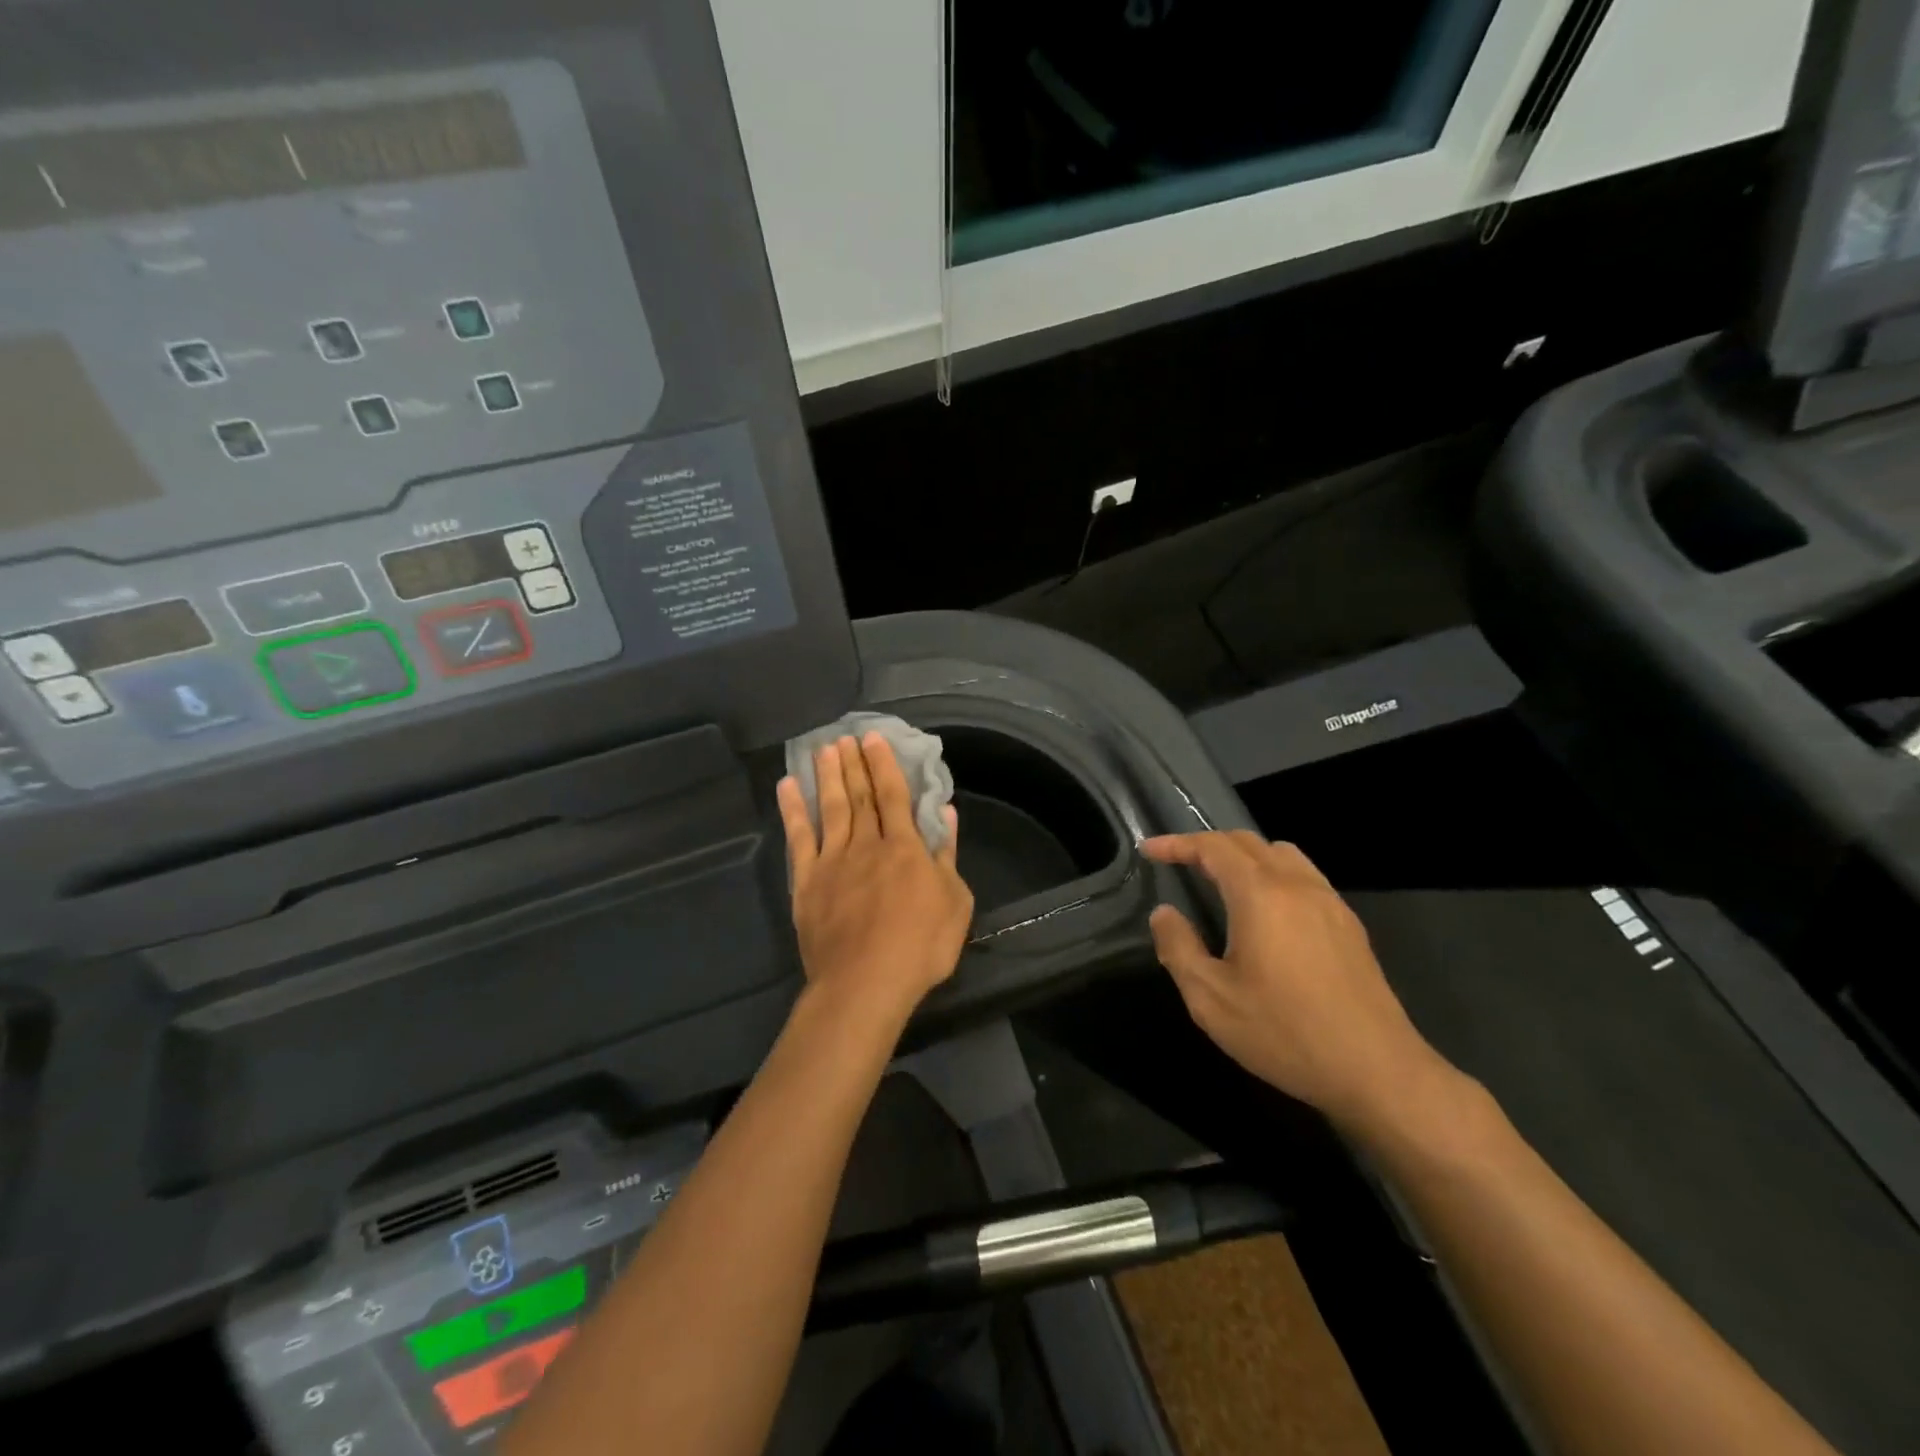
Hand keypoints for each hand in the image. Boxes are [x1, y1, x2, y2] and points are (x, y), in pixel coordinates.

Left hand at [776, 734, 972, 1023]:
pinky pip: (799, 838)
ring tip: (823, 749)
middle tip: (846, 735)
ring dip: (827, 776)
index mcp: (904, 847)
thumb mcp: (955, 902)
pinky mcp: (807, 882)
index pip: (893, 795)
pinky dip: (793, 811)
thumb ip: (947, 855)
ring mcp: (833, 861)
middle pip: (860, 795)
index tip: (874, 738)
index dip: (884, 765)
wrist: (865, 983)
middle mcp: (867, 844)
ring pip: (830, 808)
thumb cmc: (920, 947)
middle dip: (854, 763)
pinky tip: (788, 788)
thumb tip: (947, 814)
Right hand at [1141, 831, 1461, 1139]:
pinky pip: (1304, 876)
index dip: (1177, 843)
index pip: (1212, 847)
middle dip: (1208, 845)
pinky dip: (1273, 873)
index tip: (1149, 851)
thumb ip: (1179, 948)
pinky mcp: (1348, 924)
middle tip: (1179, 862)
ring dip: (1244, 855)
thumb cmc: (1285, 1033)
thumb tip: (1164, 913)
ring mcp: (1329, 902)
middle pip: (1247, 842)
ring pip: (1281, 853)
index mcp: (1260, 895)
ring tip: (1221, 880)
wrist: (1377, 1071)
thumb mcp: (1211, 999)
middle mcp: (1296, 885)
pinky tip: (1267, 910)